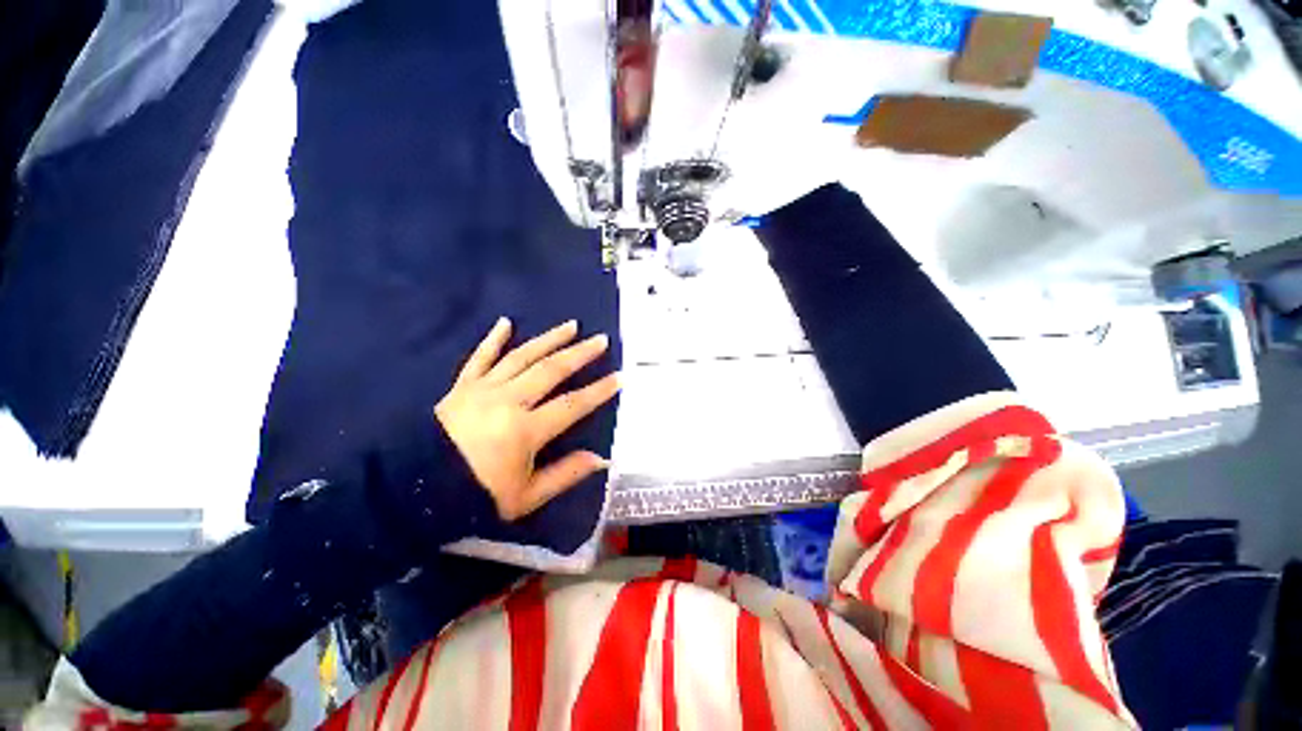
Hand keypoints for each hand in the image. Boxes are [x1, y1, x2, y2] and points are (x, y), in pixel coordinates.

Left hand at [435, 318, 620, 520]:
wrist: (414, 490)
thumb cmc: (475, 496)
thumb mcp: (525, 497)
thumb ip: (565, 475)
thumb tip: (601, 459)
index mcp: (525, 431)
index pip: (572, 405)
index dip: (599, 391)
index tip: (619, 377)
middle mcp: (508, 401)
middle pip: (551, 370)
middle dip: (580, 354)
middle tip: (600, 340)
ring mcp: (483, 390)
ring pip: (522, 357)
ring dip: (549, 339)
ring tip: (571, 325)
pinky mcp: (462, 386)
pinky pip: (480, 357)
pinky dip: (493, 339)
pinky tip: (506, 322)